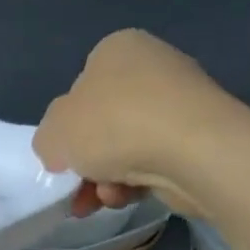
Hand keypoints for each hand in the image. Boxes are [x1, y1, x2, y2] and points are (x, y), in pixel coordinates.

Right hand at [33, 30, 249, 217]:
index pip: (79, 88)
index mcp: (116, 49)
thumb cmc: (113, 125)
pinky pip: (156, 161)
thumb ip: (47, 140)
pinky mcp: (202, 136)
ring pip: (126, 147)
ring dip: (106, 177)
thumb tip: (63, 152)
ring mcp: (181, 102)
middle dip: (87, 161)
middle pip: (102, 123)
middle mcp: (152, 66)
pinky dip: (137, 182)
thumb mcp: (53, 133)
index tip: (62, 154)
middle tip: (76, 186)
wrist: (195, 151)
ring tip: (102, 199)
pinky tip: (129, 197)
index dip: (66, 126)